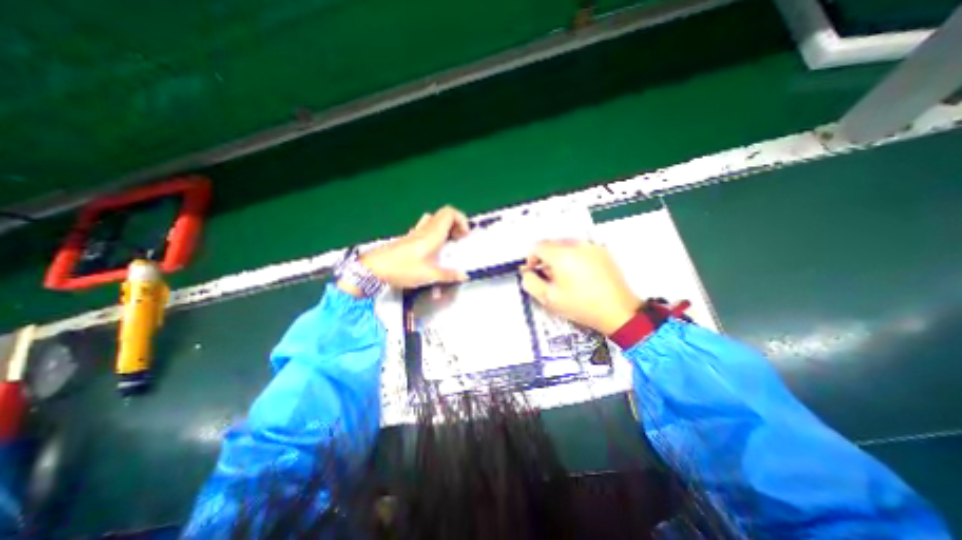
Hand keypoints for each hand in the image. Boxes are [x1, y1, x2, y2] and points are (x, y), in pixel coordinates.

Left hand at [357, 208, 469, 290]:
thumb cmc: (402, 269)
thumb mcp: (428, 275)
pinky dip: (434, 234)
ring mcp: (415, 233)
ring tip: (448, 242)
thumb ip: (448, 275)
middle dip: (456, 225)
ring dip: (444, 228)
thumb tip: (464, 275)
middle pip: (443, 215)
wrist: (373, 269)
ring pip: (433, 221)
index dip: (462, 220)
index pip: (450, 213)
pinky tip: (433, 249)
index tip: (465, 236)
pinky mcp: (408, 239)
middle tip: (459, 240)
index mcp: (432, 234)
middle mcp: (425, 229)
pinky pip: (425, 229)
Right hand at [519, 240, 637, 334]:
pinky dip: (575, 257)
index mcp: (561, 255)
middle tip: (548, 276)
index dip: (531, 258)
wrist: (617, 311)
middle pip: (553, 244)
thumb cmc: (582, 305)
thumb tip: (527, 273)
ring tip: (565, 277)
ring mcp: (592, 247)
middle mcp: (577, 246)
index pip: (538, 246)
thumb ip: (530, 283)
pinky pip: (582, 249)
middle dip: (546, 258)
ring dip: (560, 257)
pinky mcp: (602, 252)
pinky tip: (580, 275)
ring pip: (567, 246)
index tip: (534, 270)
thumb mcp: (549, 298)